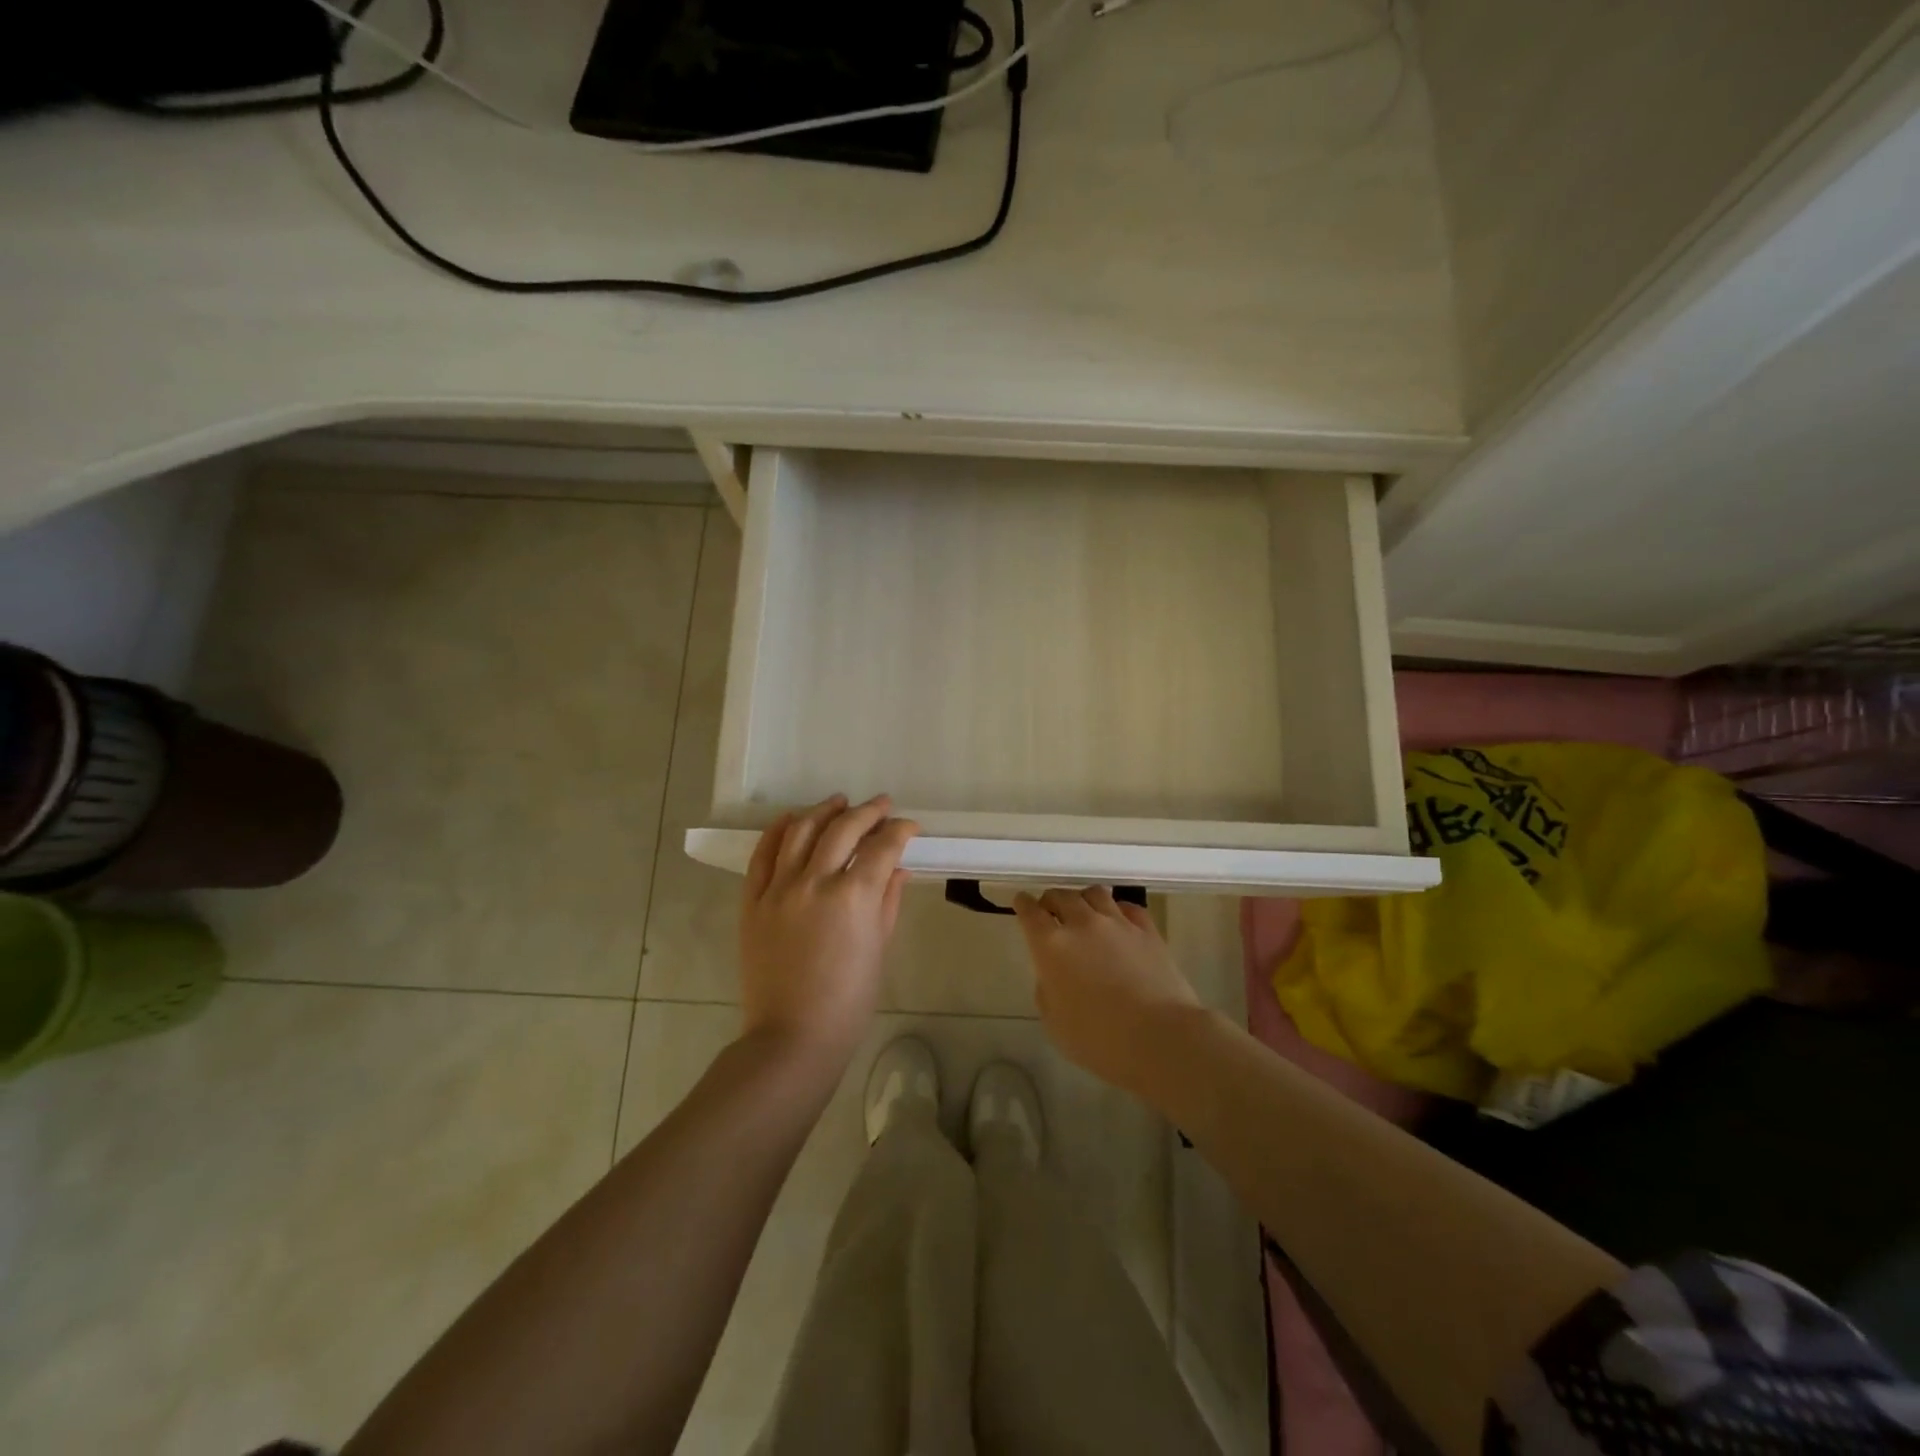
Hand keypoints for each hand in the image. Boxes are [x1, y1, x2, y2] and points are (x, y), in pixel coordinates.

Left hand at [739, 795, 918, 1069]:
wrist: (792, 1036)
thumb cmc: (848, 1001)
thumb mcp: (879, 949)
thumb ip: (888, 901)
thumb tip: (897, 869)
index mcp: (854, 897)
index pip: (882, 847)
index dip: (900, 831)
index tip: (909, 827)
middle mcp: (815, 882)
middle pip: (843, 829)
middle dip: (868, 812)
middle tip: (882, 805)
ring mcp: (779, 889)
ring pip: (801, 831)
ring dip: (823, 811)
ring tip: (838, 803)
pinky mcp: (753, 901)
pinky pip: (762, 855)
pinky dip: (778, 831)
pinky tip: (792, 819)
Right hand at [1013, 887, 1200, 1095]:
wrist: (1159, 1038)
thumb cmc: (1099, 1040)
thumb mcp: (1054, 1023)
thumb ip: (1047, 990)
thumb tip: (1053, 974)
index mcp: (1051, 945)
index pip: (1030, 911)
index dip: (1023, 904)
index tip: (1021, 903)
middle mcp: (1082, 924)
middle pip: (1061, 896)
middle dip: (1051, 901)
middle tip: (1051, 912)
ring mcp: (1118, 923)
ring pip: (1095, 893)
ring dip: (1083, 899)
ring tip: (1085, 912)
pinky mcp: (1147, 930)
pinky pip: (1127, 907)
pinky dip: (1117, 910)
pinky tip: (1119, 922)